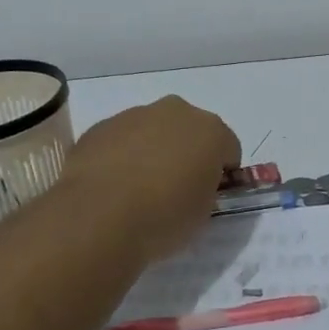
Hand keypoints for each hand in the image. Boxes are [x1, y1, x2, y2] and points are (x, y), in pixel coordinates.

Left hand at [63, 96, 240, 259]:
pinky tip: (113, 186)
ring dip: (153, 151)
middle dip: (187, 153)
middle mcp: (176, 112)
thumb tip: (193, 186)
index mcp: (211, 131)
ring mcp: (134, 115)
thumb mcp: (203, 213)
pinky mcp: (100, 127)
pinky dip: (122, 156)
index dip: (221, 174)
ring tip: (139, 190)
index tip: (210, 196)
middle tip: (176, 189)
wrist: (99, 216)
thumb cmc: (164, 217)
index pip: (229, 149)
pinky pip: (121, 140)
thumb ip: (206, 191)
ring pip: (153, 131)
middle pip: (190, 131)